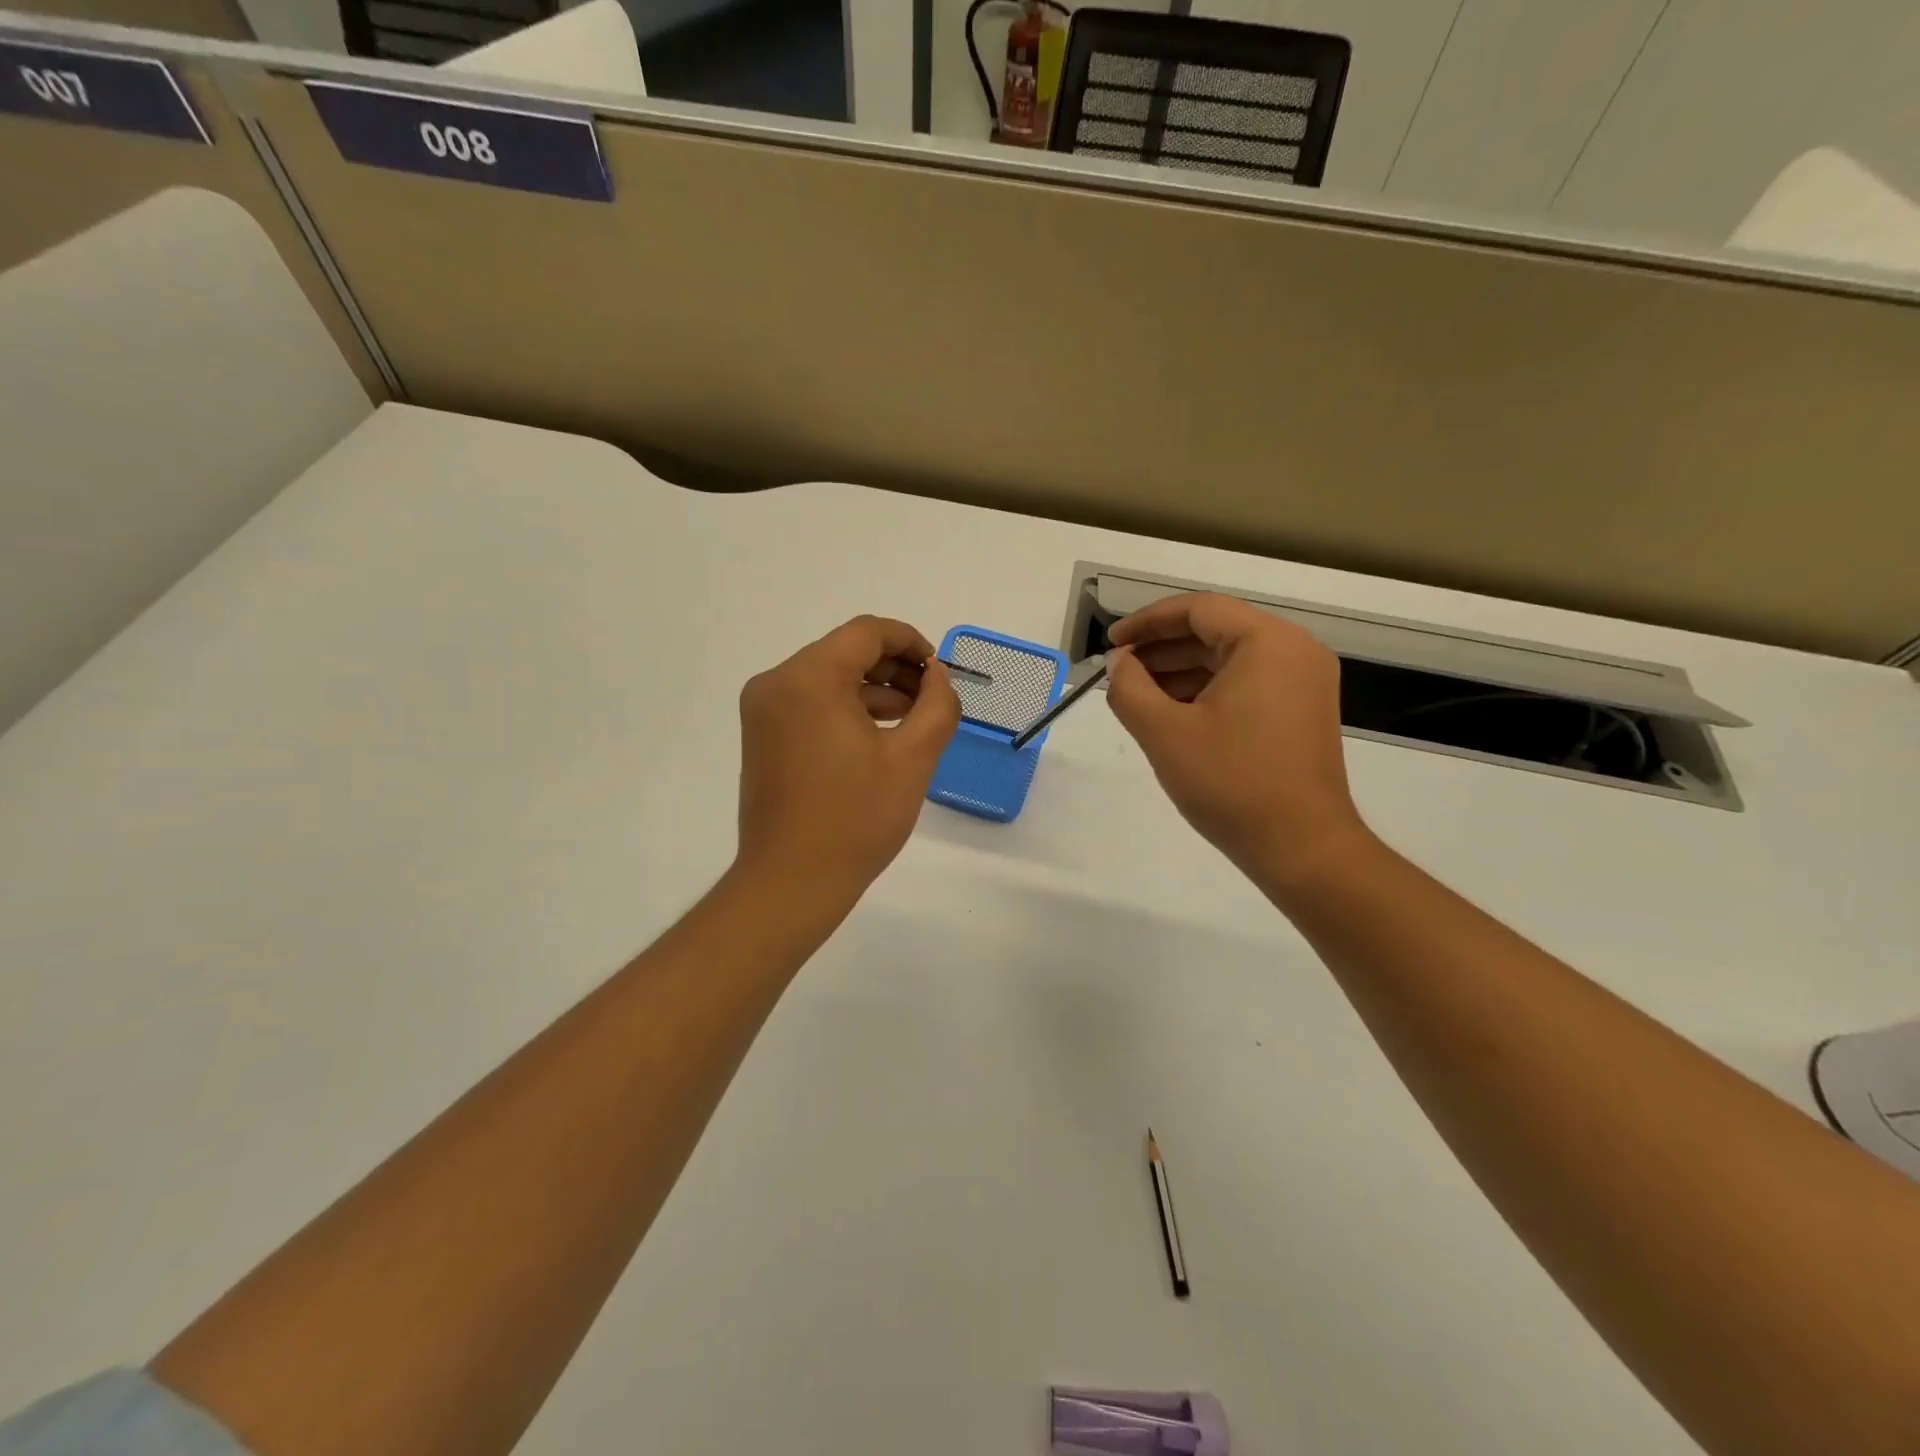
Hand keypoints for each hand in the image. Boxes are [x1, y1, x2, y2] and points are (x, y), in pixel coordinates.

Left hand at [736, 615, 959, 897]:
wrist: (791, 882)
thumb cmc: (856, 819)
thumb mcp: (912, 758)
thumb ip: (937, 704)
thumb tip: (937, 675)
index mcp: (809, 679)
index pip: (867, 633)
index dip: (910, 642)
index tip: (940, 671)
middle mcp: (777, 683)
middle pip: (845, 652)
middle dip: (894, 668)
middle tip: (931, 699)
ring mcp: (764, 710)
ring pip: (828, 677)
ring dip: (873, 690)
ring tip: (912, 720)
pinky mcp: (762, 735)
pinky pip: (811, 702)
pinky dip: (846, 708)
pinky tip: (879, 736)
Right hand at [1106, 593, 1368, 884]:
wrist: (1302, 847)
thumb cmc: (1231, 784)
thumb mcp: (1165, 733)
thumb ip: (1129, 688)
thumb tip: (1118, 663)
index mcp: (1268, 642)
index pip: (1198, 609)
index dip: (1147, 622)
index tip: (1112, 644)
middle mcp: (1295, 650)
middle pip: (1216, 630)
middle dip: (1162, 648)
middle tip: (1119, 671)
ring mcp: (1304, 682)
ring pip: (1230, 658)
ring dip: (1182, 670)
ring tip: (1138, 694)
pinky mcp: (1303, 711)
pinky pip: (1248, 682)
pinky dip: (1208, 689)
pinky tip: (1174, 713)